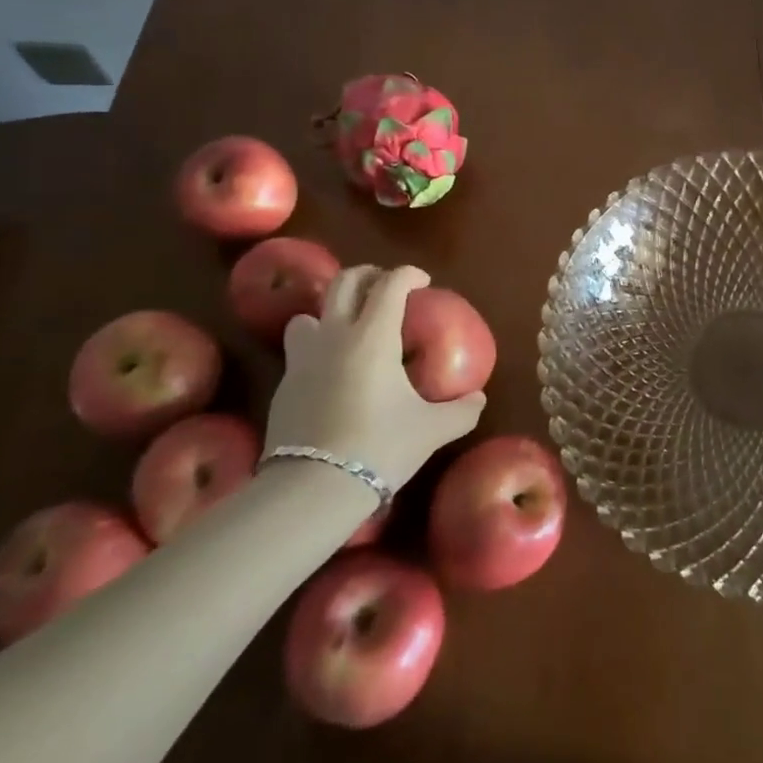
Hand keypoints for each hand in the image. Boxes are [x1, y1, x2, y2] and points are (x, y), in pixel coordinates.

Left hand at [264, 265, 485, 490]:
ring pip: (310, 313)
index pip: (390, 284)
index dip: (408, 274)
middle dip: (368, 275)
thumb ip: (461, 411)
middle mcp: (336, 335)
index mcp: (374, 336)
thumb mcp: (432, 430)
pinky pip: (299, 350)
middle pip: (344, 282)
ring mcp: (303, 358)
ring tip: (348, 327)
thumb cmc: (380, 446)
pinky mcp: (284, 385)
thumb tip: (479, 399)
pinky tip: (331, 372)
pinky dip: (317, 347)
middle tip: (386, 287)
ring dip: (330, 311)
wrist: (313, 488)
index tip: (423, 281)